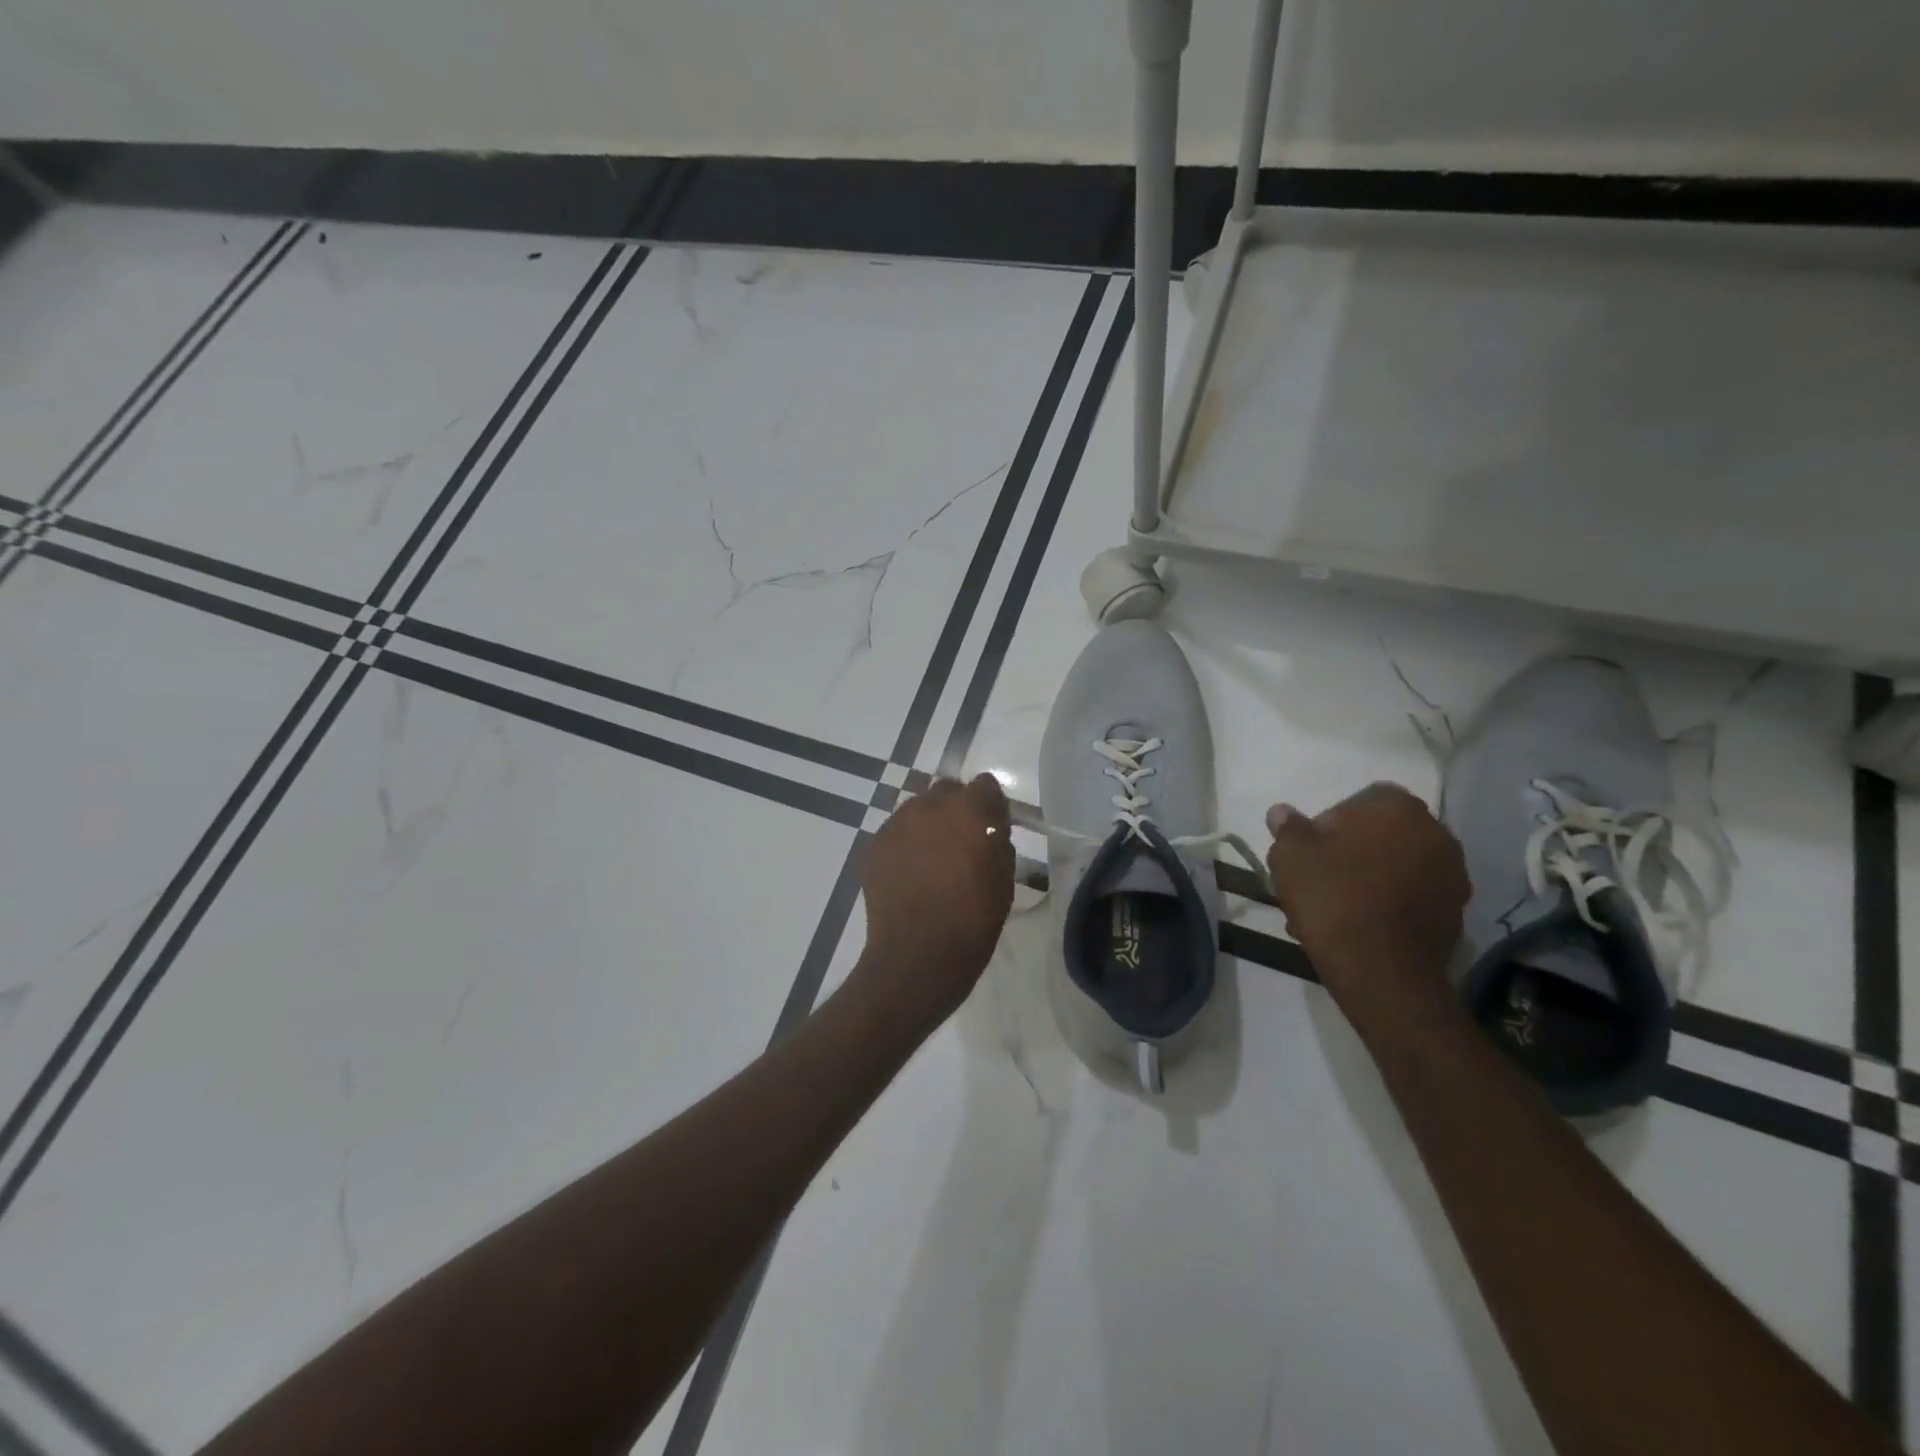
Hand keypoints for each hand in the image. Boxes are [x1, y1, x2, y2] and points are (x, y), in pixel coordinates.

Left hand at [852, 774, 1013, 1034]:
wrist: (917, 955)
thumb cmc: (973, 920)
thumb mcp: (1004, 879)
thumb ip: (997, 842)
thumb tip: (989, 833)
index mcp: (971, 810)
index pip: (985, 786)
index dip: (989, 807)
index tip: (991, 829)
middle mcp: (931, 805)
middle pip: (947, 792)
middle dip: (956, 812)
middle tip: (960, 846)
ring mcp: (898, 822)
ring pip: (918, 810)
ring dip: (928, 827)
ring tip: (931, 863)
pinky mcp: (875, 844)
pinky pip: (896, 833)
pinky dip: (905, 846)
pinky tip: (909, 876)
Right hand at [1265, 782, 1468, 1008]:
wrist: (1381, 970)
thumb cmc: (1332, 897)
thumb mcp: (1290, 855)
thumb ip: (1288, 828)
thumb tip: (1283, 813)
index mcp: (1397, 807)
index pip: (1358, 801)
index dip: (1328, 824)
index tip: (1309, 852)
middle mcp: (1435, 832)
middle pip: (1380, 835)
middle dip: (1351, 853)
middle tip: (1319, 880)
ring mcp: (1452, 875)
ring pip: (1396, 868)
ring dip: (1370, 879)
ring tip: (1335, 910)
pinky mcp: (1456, 914)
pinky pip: (1412, 898)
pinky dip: (1389, 905)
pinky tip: (1359, 927)